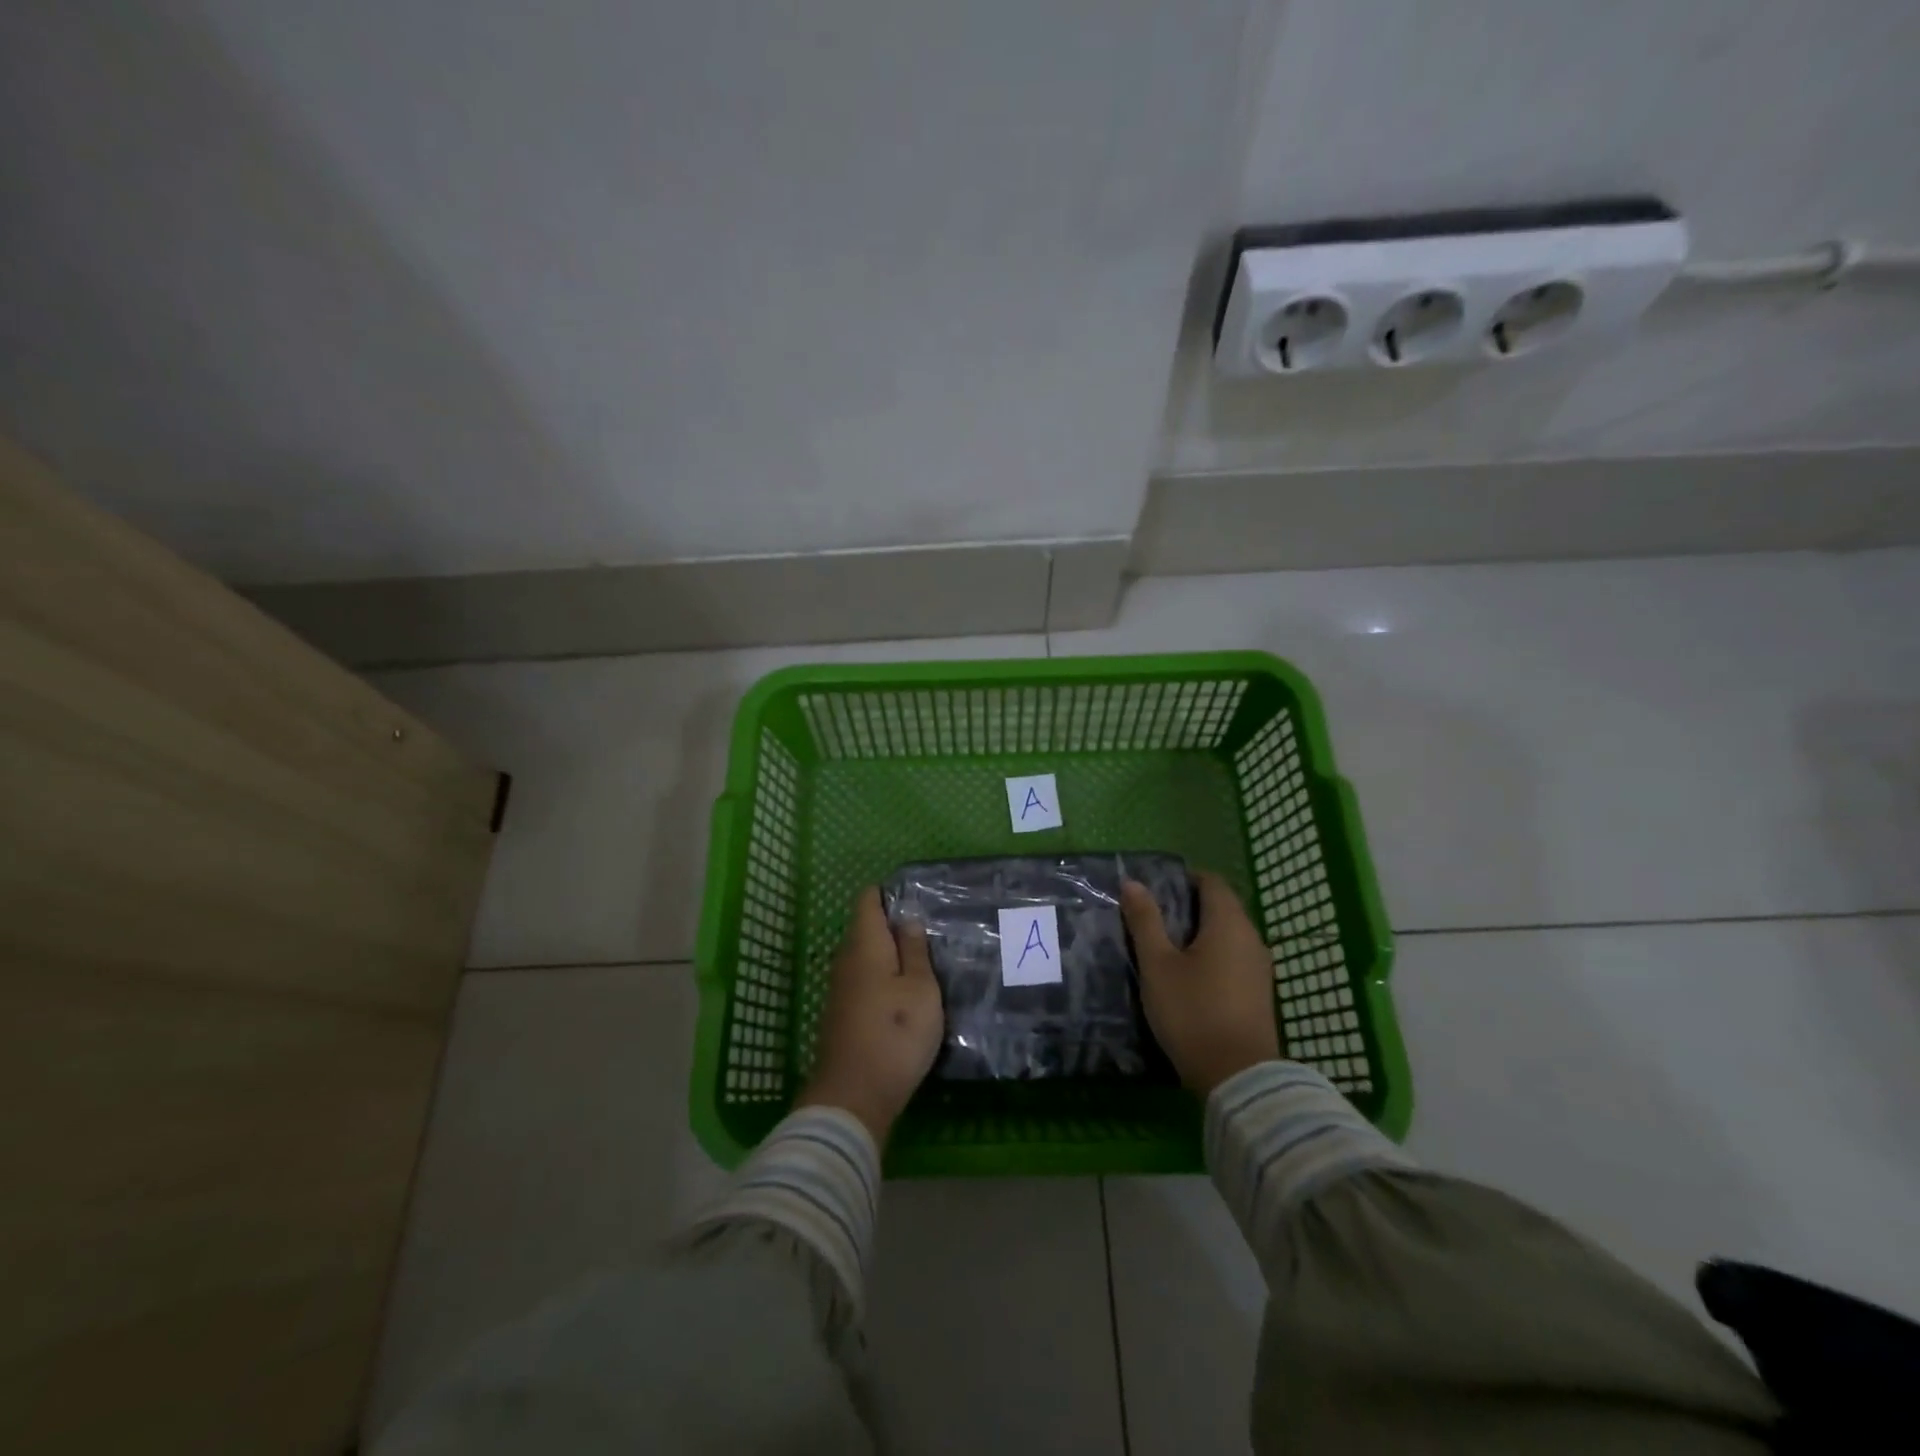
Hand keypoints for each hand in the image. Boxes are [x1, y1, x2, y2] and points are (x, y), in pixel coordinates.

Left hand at [798, 886, 943, 1145]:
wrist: (854, 1095)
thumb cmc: (895, 1033)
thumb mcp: (920, 988)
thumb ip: (914, 950)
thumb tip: (908, 918)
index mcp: (865, 944)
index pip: (868, 900)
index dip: (890, 893)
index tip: (918, 899)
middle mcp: (846, 959)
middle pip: (866, 928)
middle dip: (894, 925)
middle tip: (931, 932)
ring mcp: (840, 988)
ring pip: (866, 956)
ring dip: (890, 955)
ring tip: (925, 961)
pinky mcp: (842, 1013)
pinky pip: (863, 980)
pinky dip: (883, 978)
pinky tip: (904, 993)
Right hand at [1121, 871, 1280, 1095]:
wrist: (1238, 1077)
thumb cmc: (1192, 1011)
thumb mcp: (1157, 965)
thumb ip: (1145, 921)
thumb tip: (1132, 883)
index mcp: (1229, 923)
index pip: (1211, 881)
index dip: (1184, 878)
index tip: (1155, 890)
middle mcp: (1251, 937)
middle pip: (1221, 906)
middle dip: (1189, 906)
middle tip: (1152, 918)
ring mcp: (1260, 967)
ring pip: (1228, 935)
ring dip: (1200, 933)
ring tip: (1166, 947)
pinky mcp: (1259, 993)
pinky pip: (1234, 958)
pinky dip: (1213, 955)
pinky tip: (1189, 976)